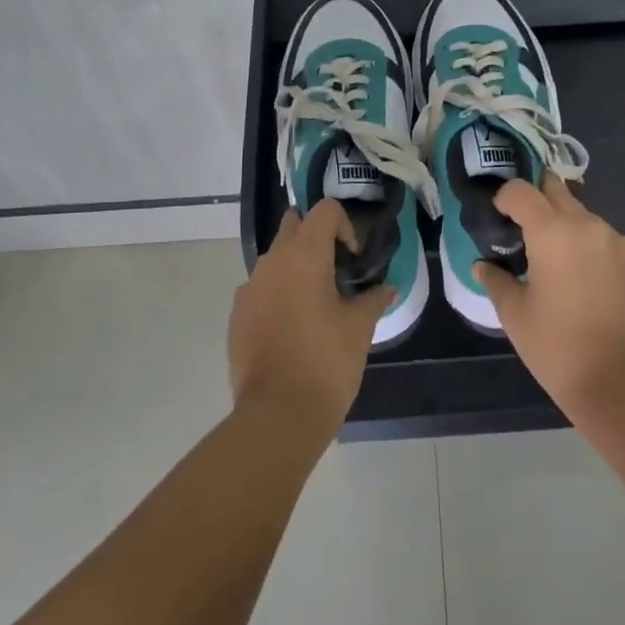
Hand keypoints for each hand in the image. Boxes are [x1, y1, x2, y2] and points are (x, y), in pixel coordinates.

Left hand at [229, 201, 393, 441]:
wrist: (278, 414)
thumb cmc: (326, 361)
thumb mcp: (359, 328)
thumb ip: (373, 299)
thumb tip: (387, 288)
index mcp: (304, 255)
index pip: (324, 210)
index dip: (344, 226)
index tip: (353, 259)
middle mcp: (272, 261)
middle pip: (293, 225)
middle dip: (315, 238)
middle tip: (336, 271)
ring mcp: (249, 288)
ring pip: (274, 258)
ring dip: (295, 267)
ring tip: (316, 303)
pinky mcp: (237, 314)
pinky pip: (260, 288)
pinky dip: (277, 294)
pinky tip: (292, 327)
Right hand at [477, 177, 624, 417]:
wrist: (620, 384)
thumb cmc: (556, 346)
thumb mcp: (514, 314)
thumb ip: (495, 280)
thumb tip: (483, 266)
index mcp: (552, 231)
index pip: (521, 190)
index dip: (504, 198)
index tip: (498, 219)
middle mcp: (588, 225)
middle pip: (557, 191)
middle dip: (538, 202)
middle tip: (524, 230)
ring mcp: (619, 244)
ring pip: (585, 218)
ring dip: (567, 228)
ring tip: (557, 264)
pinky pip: (607, 243)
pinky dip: (591, 251)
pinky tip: (586, 284)